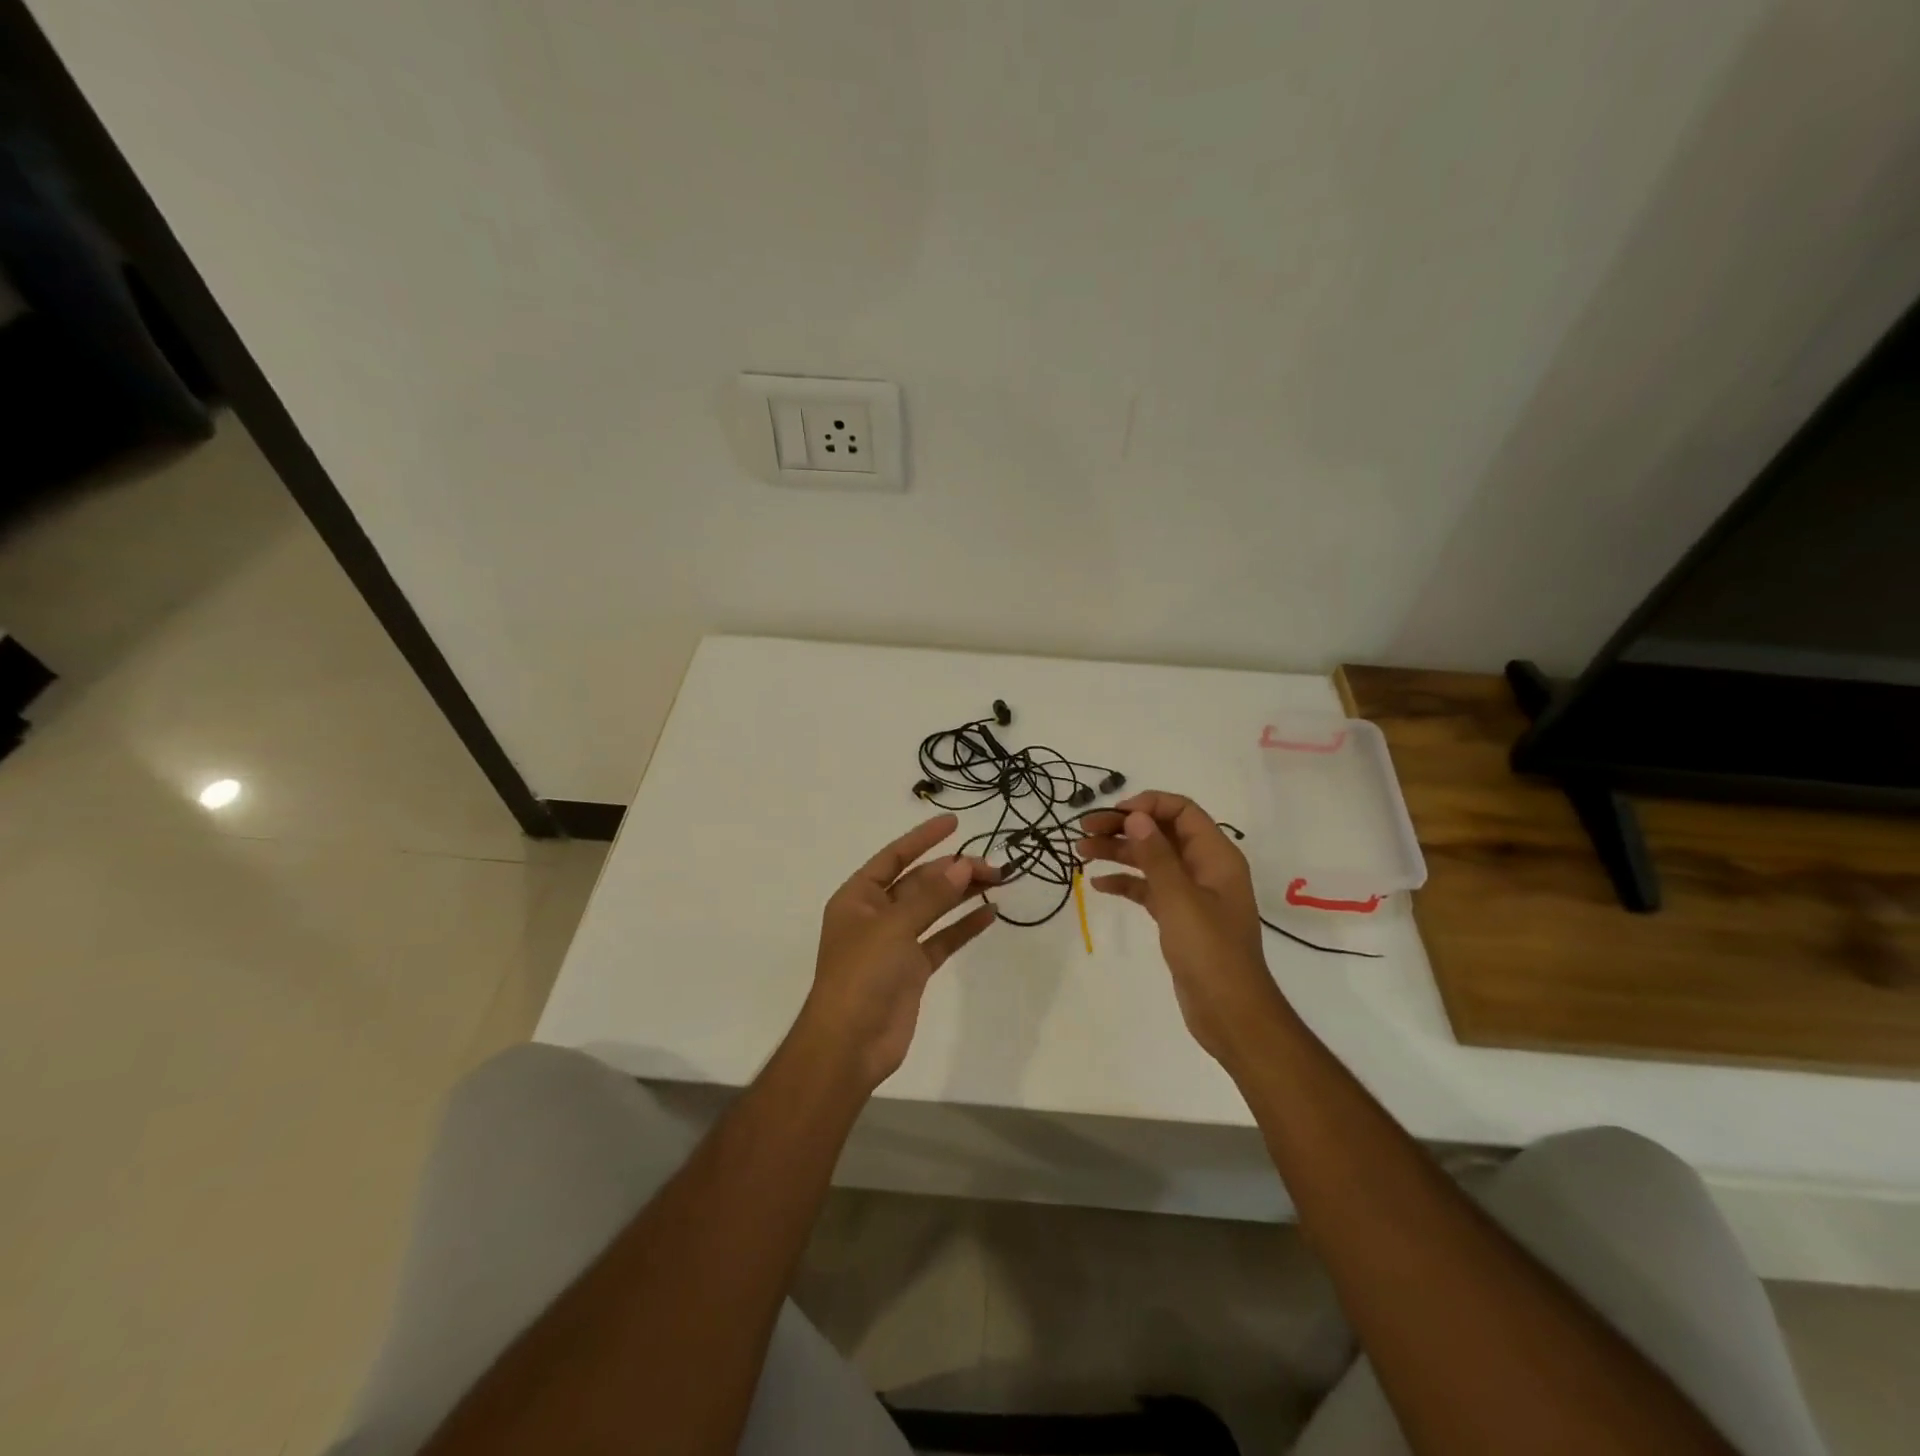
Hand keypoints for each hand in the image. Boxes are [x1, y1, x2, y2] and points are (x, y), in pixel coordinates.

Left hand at [797, 813, 998, 1091]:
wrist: (850, 1044)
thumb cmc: (862, 975)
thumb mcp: (894, 927)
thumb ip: (931, 896)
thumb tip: (962, 865)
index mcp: (858, 897)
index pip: (893, 857)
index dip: (922, 838)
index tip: (954, 822)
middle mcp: (875, 915)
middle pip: (919, 882)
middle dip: (952, 870)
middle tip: (991, 866)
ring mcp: (895, 943)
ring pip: (933, 909)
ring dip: (961, 895)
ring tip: (997, 881)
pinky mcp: (912, 970)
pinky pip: (942, 939)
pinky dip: (963, 927)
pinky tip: (989, 914)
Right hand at [1077, 791, 1289, 1067]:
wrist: (1230, 1013)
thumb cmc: (1209, 952)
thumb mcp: (1180, 899)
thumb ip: (1156, 856)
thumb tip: (1135, 816)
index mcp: (1216, 856)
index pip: (1182, 811)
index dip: (1147, 805)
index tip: (1112, 814)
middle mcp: (1205, 868)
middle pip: (1161, 833)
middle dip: (1123, 828)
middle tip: (1084, 830)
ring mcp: (1192, 894)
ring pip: (1151, 860)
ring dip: (1118, 853)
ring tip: (1080, 851)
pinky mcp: (1179, 918)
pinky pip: (1149, 889)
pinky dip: (1126, 883)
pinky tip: (1098, 885)